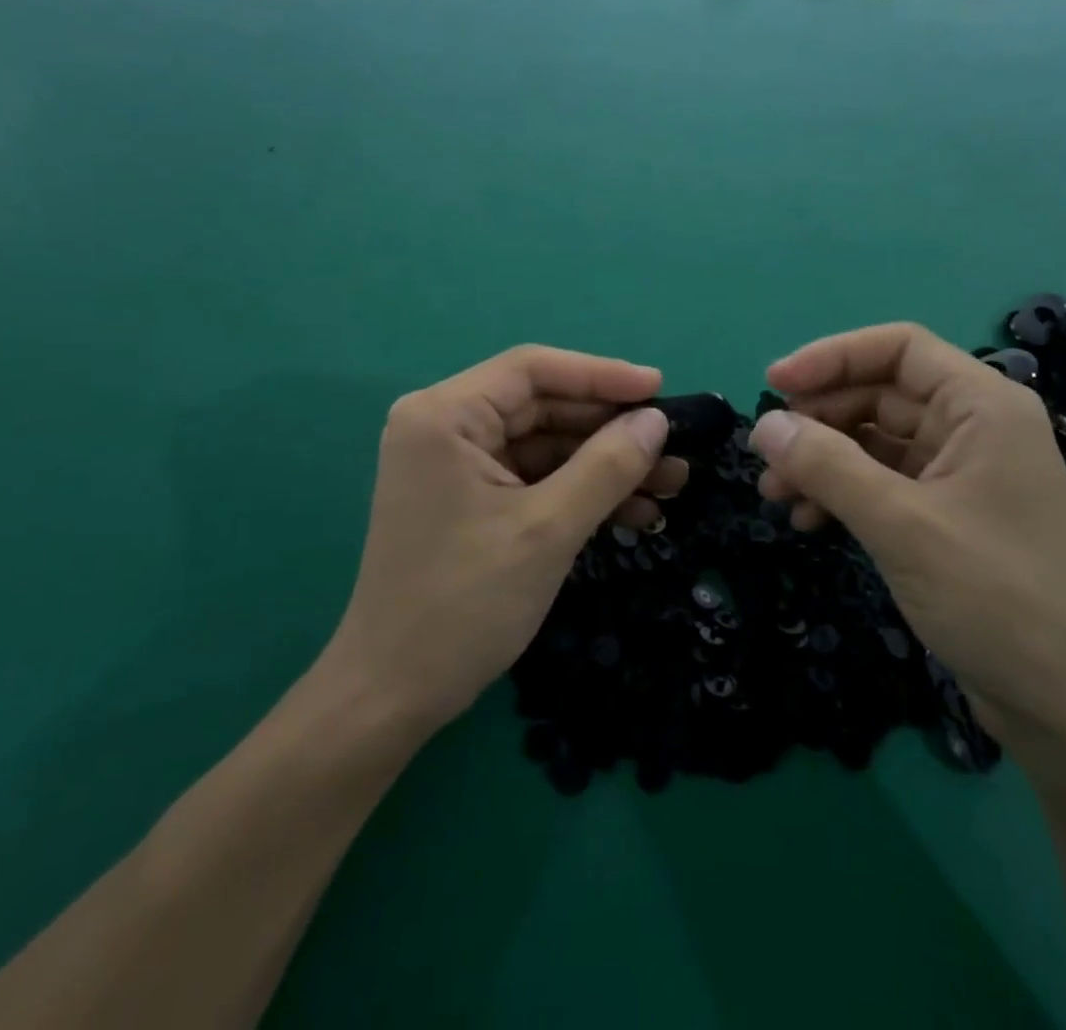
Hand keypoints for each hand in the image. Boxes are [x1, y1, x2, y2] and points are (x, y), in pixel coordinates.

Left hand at [322, 346, 685, 736]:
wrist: (393, 696)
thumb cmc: (465, 603)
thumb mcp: (548, 529)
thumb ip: (607, 466)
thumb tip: (656, 420)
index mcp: (445, 414)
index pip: (533, 370)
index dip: (602, 374)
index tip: (659, 389)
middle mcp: (444, 425)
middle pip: (542, 406)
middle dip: (610, 429)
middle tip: (673, 446)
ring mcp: (454, 464)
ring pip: (544, 444)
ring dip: (604, 464)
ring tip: (670, 483)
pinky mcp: (467, 498)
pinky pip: (533, 478)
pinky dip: (579, 491)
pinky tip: (634, 511)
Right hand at [749, 323, 1065, 760]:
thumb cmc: (998, 600)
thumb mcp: (901, 525)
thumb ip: (827, 466)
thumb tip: (763, 425)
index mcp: (982, 406)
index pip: (898, 348)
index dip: (831, 357)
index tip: (774, 384)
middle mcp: (974, 428)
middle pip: (879, 393)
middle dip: (818, 419)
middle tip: (766, 453)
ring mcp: (961, 474)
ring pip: (874, 441)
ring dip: (822, 459)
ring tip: (774, 493)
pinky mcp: (947, 517)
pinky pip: (882, 483)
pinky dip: (842, 493)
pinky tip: (809, 520)